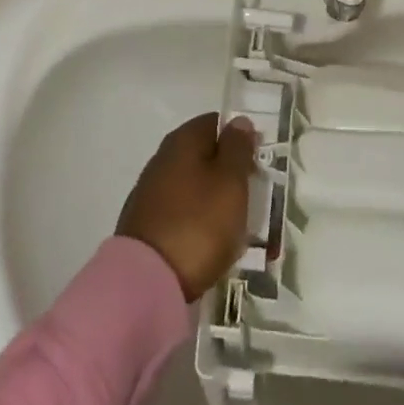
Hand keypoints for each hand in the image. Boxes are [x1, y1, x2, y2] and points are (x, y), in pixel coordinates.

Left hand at [117, 113, 257, 300]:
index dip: (240, 140)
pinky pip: (182, 214)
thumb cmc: (198, 223)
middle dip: (230, 176)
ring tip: (237, 231)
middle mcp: (162, 158)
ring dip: (216, 202)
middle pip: (205, 157)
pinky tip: (210, 246)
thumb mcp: (230, 181)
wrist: (146, 284)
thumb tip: (238, 121)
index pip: (216, 124)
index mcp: (182, 140)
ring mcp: (151, 193)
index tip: (258, 166)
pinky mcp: (146, 225)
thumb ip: (237, 148)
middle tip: (253, 201)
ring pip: (194, 188)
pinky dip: (198, 223)